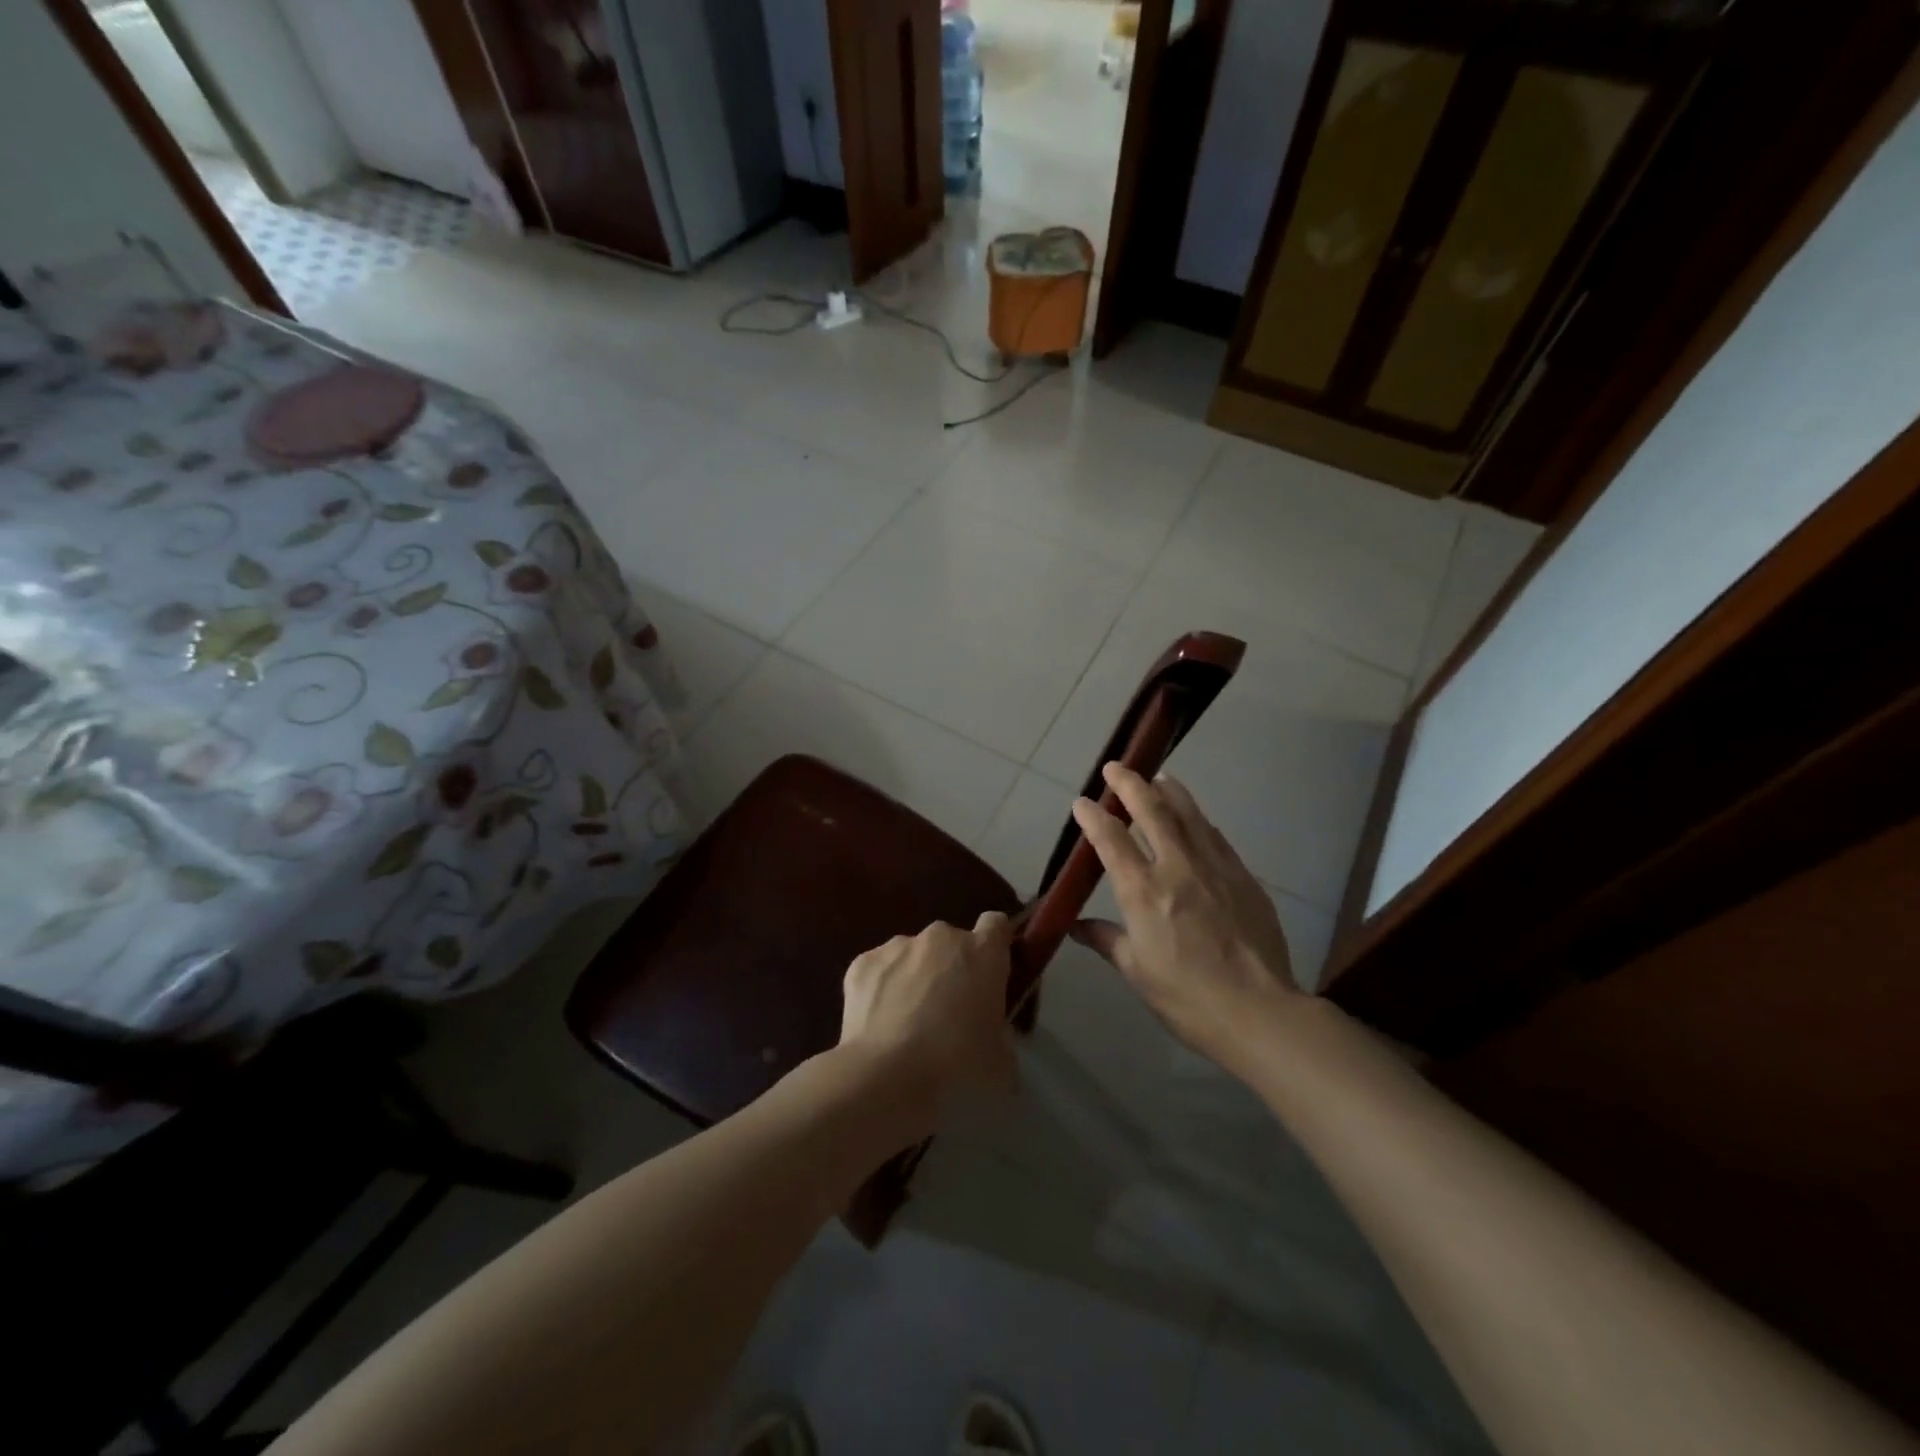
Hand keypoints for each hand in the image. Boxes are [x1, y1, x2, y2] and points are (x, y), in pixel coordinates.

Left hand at [838, 912, 1016, 1127]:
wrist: (886, 1072)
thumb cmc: (956, 1062)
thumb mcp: (1000, 1061)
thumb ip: (1002, 1038)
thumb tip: (994, 1042)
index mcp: (982, 952)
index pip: (996, 925)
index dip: (994, 944)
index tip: (991, 970)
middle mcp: (941, 936)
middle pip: (951, 942)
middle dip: (951, 966)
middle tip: (948, 1009)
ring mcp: (899, 945)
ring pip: (913, 954)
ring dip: (915, 976)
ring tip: (907, 1021)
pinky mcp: (863, 961)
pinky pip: (880, 969)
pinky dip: (881, 988)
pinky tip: (879, 1022)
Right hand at [1070, 765, 1301, 1067]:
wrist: (1258, 1010)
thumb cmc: (1186, 997)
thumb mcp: (1136, 971)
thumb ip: (1107, 939)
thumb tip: (1076, 925)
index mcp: (1143, 892)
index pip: (1111, 840)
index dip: (1093, 817)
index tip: (1082, 802)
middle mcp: (1177, 868)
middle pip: (1152, 811)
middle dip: (1130, 784)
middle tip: (1116, 767)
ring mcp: (1214, 868)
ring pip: (1189, 815)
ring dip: (1170, 791)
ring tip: (1159, 777)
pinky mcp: (1243, 876)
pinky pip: (1216, 837)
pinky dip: (1200, 820)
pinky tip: (1196, 817)